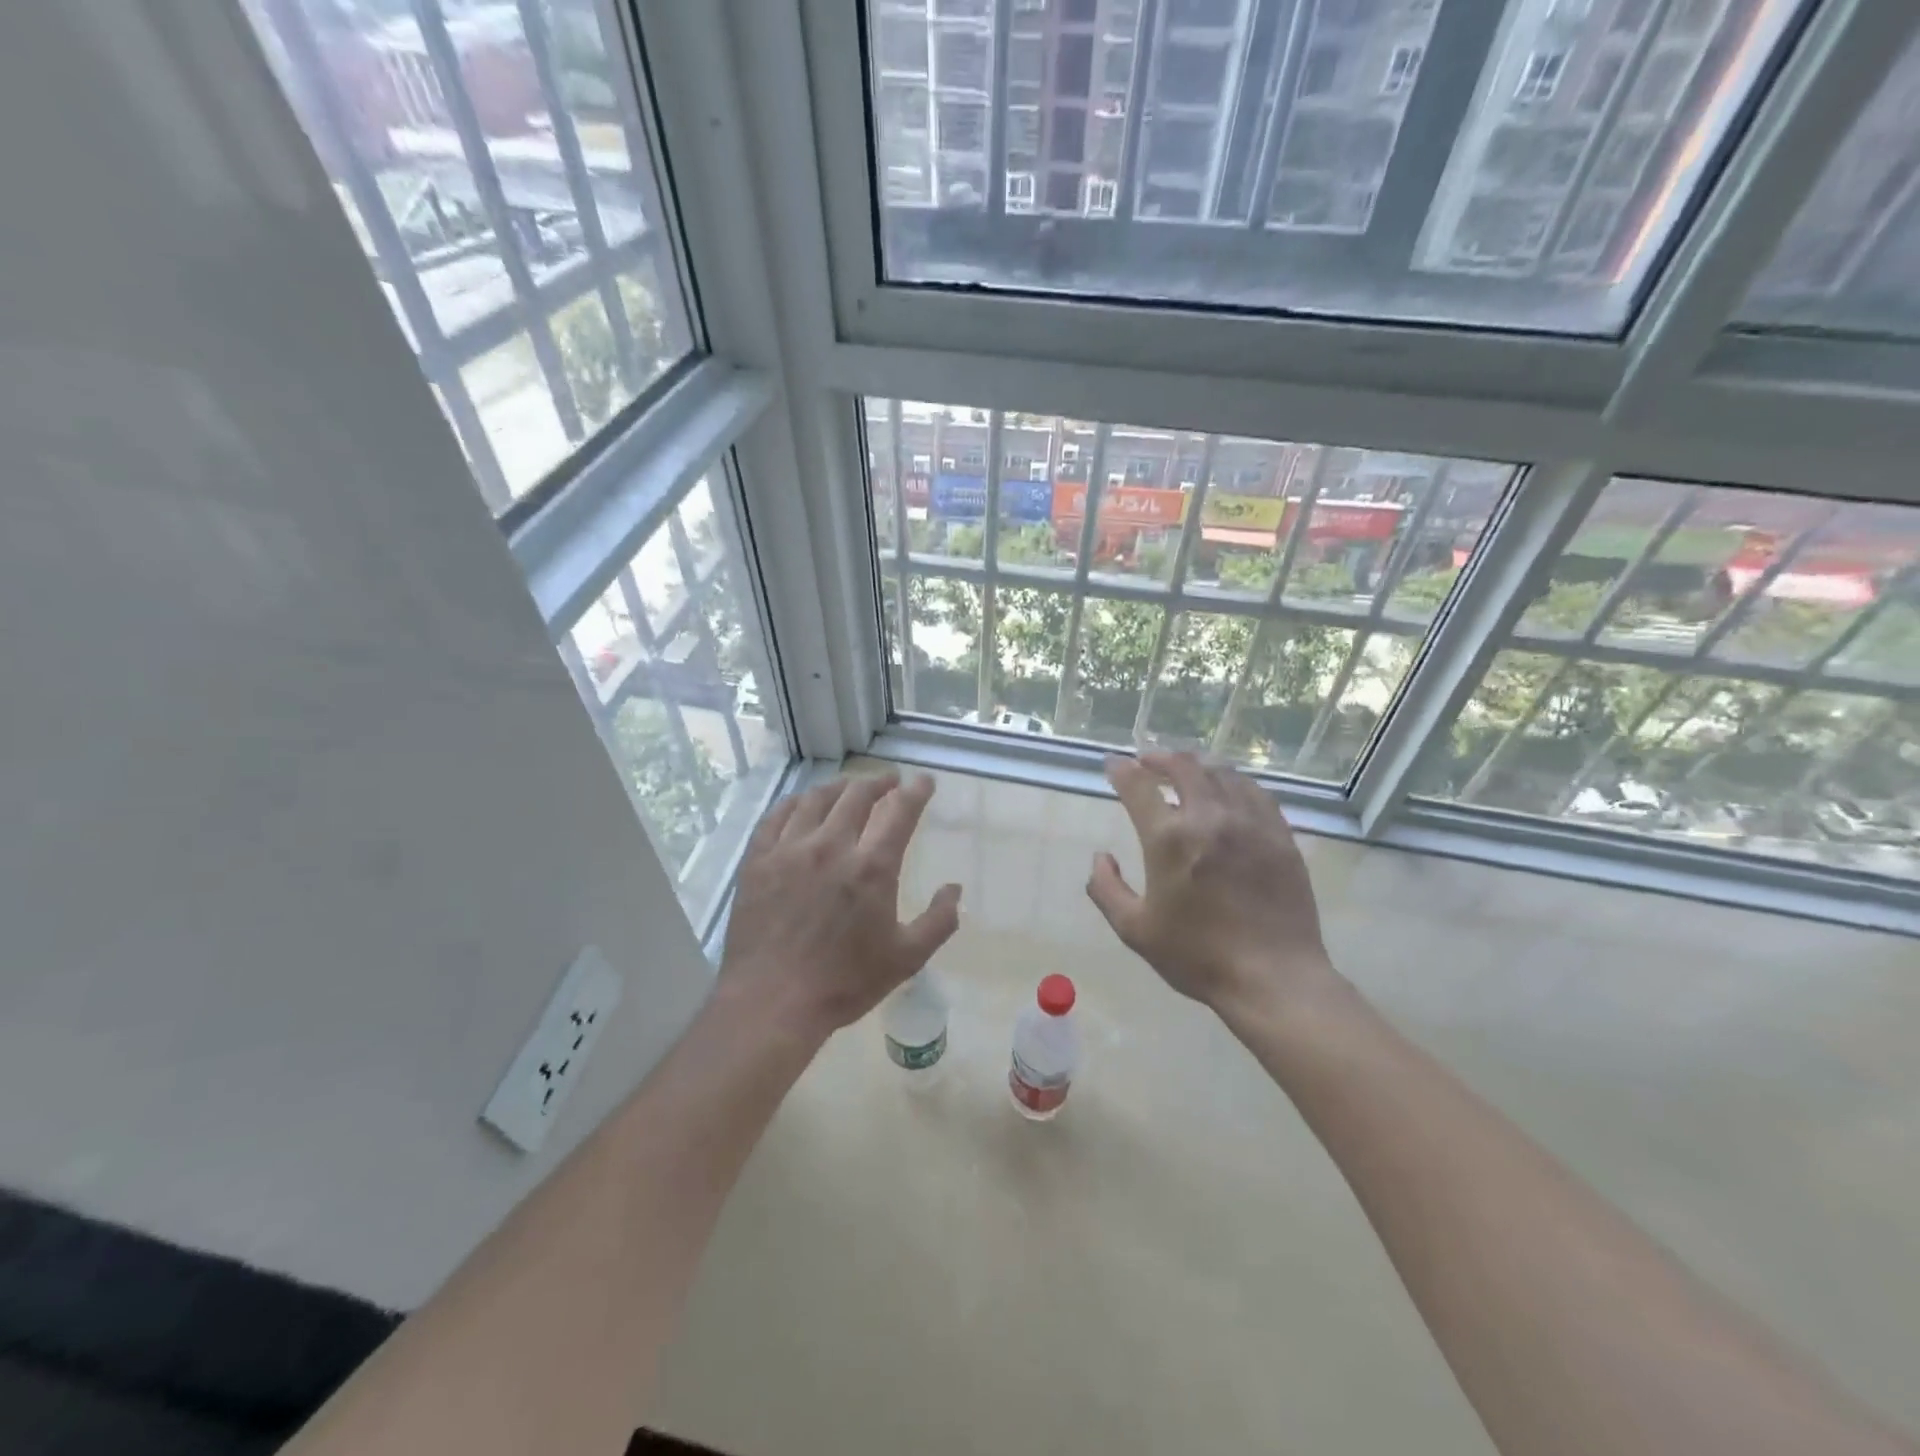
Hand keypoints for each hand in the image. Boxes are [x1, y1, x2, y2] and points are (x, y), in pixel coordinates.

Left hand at [719, 772, 960, 1042]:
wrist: (771, 1002)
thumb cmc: (844, 983)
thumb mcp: (906, 959)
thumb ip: (938, 921)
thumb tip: (954, 889)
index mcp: (871, 867)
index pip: (899, 811)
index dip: (915, 791)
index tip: (923, 781)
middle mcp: (831, 846)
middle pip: (857, 796)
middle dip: (879, 782)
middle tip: (889, 781)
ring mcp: (789, 850)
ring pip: (816, 799)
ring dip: (840, 787)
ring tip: (850, 787)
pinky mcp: (758, 860)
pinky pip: (777, 816)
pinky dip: (796, 803)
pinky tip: (803, 804)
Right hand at [1086, 751, 1334, 1020]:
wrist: (1273, 977)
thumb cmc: (1197, 956)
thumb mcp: (1135, 930)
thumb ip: (1106, 889)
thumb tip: (1100, 858)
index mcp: (1169, 839)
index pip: (1138, 786)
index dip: (1121, 770)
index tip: (1113, 764)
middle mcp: (1209, 818)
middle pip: (1183, 766)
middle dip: (1159, 757)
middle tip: (1147, 760)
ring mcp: (1249, 823)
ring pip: (1221, 772)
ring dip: (1197, 764)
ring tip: (1185, 768)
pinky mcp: (1279, 835)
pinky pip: (1255, 792)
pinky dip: (1233, 781)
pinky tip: (1228, 789)